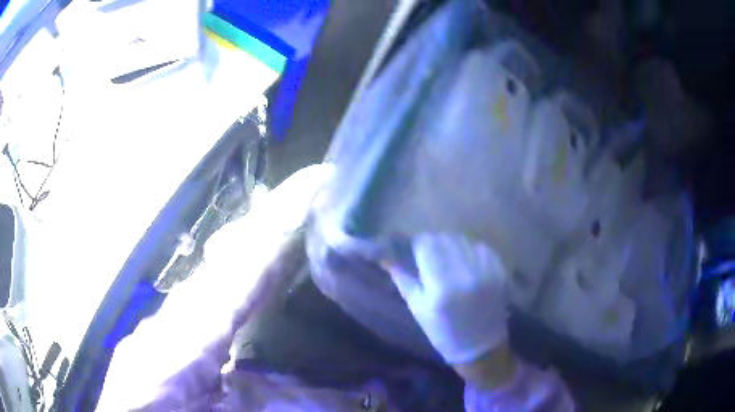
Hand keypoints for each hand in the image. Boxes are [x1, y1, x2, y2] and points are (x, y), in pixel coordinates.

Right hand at [388, 233, 509, 364]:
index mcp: (442, 285)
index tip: (415, 252)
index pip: (427, 244)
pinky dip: (471, 252)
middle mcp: (466, 273)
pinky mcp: (500, 271)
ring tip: (450, 261)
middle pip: (445, 237)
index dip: (418, 244)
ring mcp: (487, 270)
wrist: (481, 347)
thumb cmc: (443, 332)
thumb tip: (388, 256)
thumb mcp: (417, 308)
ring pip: (463, 240)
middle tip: (431, 257)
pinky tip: (467, 266)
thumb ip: (403, 278)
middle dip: (435, 244)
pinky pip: (481, 248)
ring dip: (453, 246)